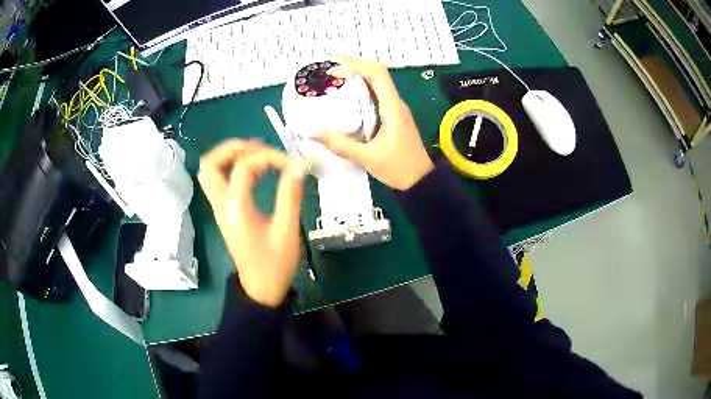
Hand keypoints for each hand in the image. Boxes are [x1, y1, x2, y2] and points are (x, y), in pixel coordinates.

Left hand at [198, 140, 307, 306]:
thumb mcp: (287, 230)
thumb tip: (299, 163)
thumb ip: (291, 194)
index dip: (269, 157)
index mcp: (235, 209)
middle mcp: (221, 205)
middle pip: (210, 164)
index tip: (293, 163)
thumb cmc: (275, 264)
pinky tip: (255, 171)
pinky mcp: (224, 212)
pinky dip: (231, 168)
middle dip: (234, 148)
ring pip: (210, 171)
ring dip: (229, 156)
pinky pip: (218, 181)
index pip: (244, 166)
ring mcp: (219, 209)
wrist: (261, 289)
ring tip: (256, 155)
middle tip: (260, 148)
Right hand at [312, 56, 433, 189]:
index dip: (355, 65)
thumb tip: (312, 132)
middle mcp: (394, 103)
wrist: (421, 182)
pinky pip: (373, 96)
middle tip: (327, 66)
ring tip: (332, 78)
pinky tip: (343, 98)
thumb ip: (341, 145)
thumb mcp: (368, 157)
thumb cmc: (399, 168)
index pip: (377, 74)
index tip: (333, 69)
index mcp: (392, 107)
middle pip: (375, 73)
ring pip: (375, 84)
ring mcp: (394, 109)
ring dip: (355, 76)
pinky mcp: (391, 117)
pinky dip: (358, 91)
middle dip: (352, 65)